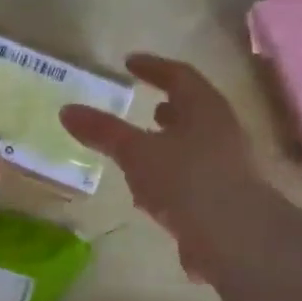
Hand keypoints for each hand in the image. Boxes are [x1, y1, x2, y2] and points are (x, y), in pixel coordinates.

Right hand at [60, 54, 260, 274]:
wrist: (234, 237)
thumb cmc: (185, 180)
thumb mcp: (136, 152)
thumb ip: (103, 131)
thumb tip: (67, 110)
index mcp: (204, 108)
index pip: (179, 76)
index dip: (153, 67)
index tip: (130, 63)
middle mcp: (221, 131)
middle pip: (193, 111)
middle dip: (168, 107)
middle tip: (146, 105)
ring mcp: (226, 166)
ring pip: (193, 144)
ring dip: (169, 142)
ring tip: (144, 148)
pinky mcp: (222, 198)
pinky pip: (192, 176)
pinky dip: (170, 174)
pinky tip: (151, 192)